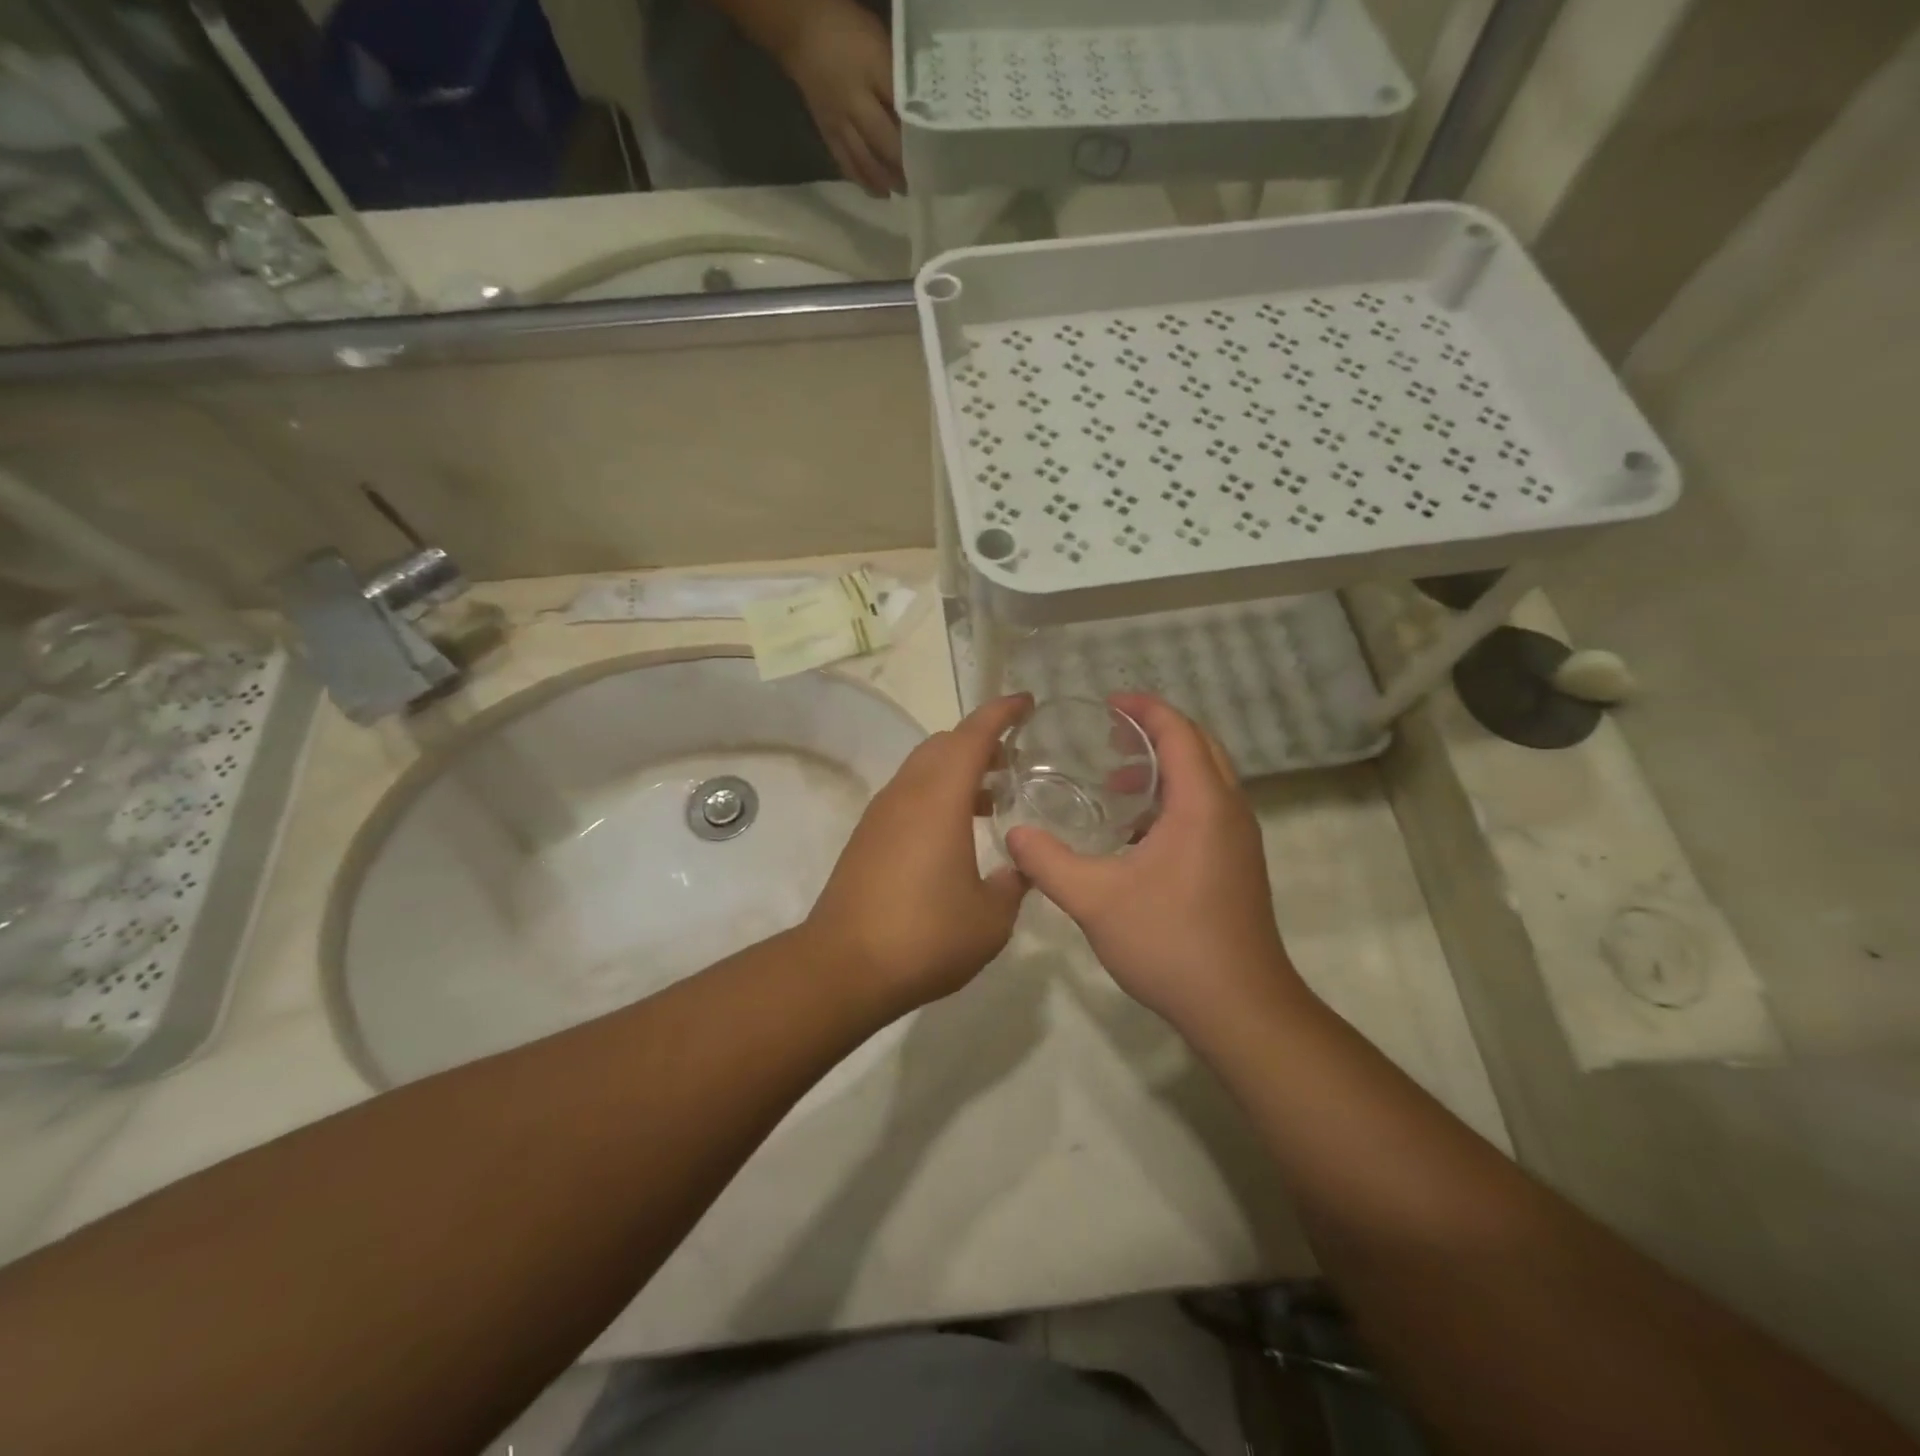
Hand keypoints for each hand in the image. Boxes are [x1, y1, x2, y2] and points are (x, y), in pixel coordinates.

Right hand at [773, 0, 903, 196]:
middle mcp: (854, 101)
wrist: (799, 28)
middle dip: (903, 166)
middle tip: (921, 181)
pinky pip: (847, 164)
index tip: (935, 154)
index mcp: (872, 69)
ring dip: (886, 180)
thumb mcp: (880, 42)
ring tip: (902, 192)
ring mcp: (839, 121)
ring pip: (865, 160)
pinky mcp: (827, 133)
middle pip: (884, 142)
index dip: (918, 135)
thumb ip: (898, 76)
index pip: (901, 109)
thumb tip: (920, 111)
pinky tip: (879, 192)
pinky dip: (864, 180)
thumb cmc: (847, 30)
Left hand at [806, 694, 1030, 1013]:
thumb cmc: (925, 936)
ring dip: (957, 770)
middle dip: (980, 741)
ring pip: (922, 769)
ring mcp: (881, 814)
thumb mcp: (990, 918)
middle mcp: (906, 794)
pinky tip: (955, 834)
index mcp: (939, 798)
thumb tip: (1019, 869)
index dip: (1002, 713)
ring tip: (992, 798)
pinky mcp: (866, 837)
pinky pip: (908, 796)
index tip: (1026, 703)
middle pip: (943, 744)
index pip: (973, 735)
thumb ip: (1012, 885)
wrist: (843, 966)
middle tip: (1013, 758)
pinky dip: (936, 795)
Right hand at [1004, 695, 1304, 1034]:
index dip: (1145, 709)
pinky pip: (1209, 809)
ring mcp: (1239, 840)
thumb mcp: (1095, 899)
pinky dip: (1175, 799)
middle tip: (1110, 736)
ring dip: (1167, 768)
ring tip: (1117, 782)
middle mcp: (1229, 811)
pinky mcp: (1238, 865)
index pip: (1179, 732)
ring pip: (1207, 779)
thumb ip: (1049, 863)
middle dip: (1156, 732)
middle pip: (1199, 746)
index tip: (1108, 703)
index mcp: (1202, 804)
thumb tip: (1014, 836)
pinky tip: (1136, 833)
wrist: (1239, 1006)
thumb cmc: (1170, 942)